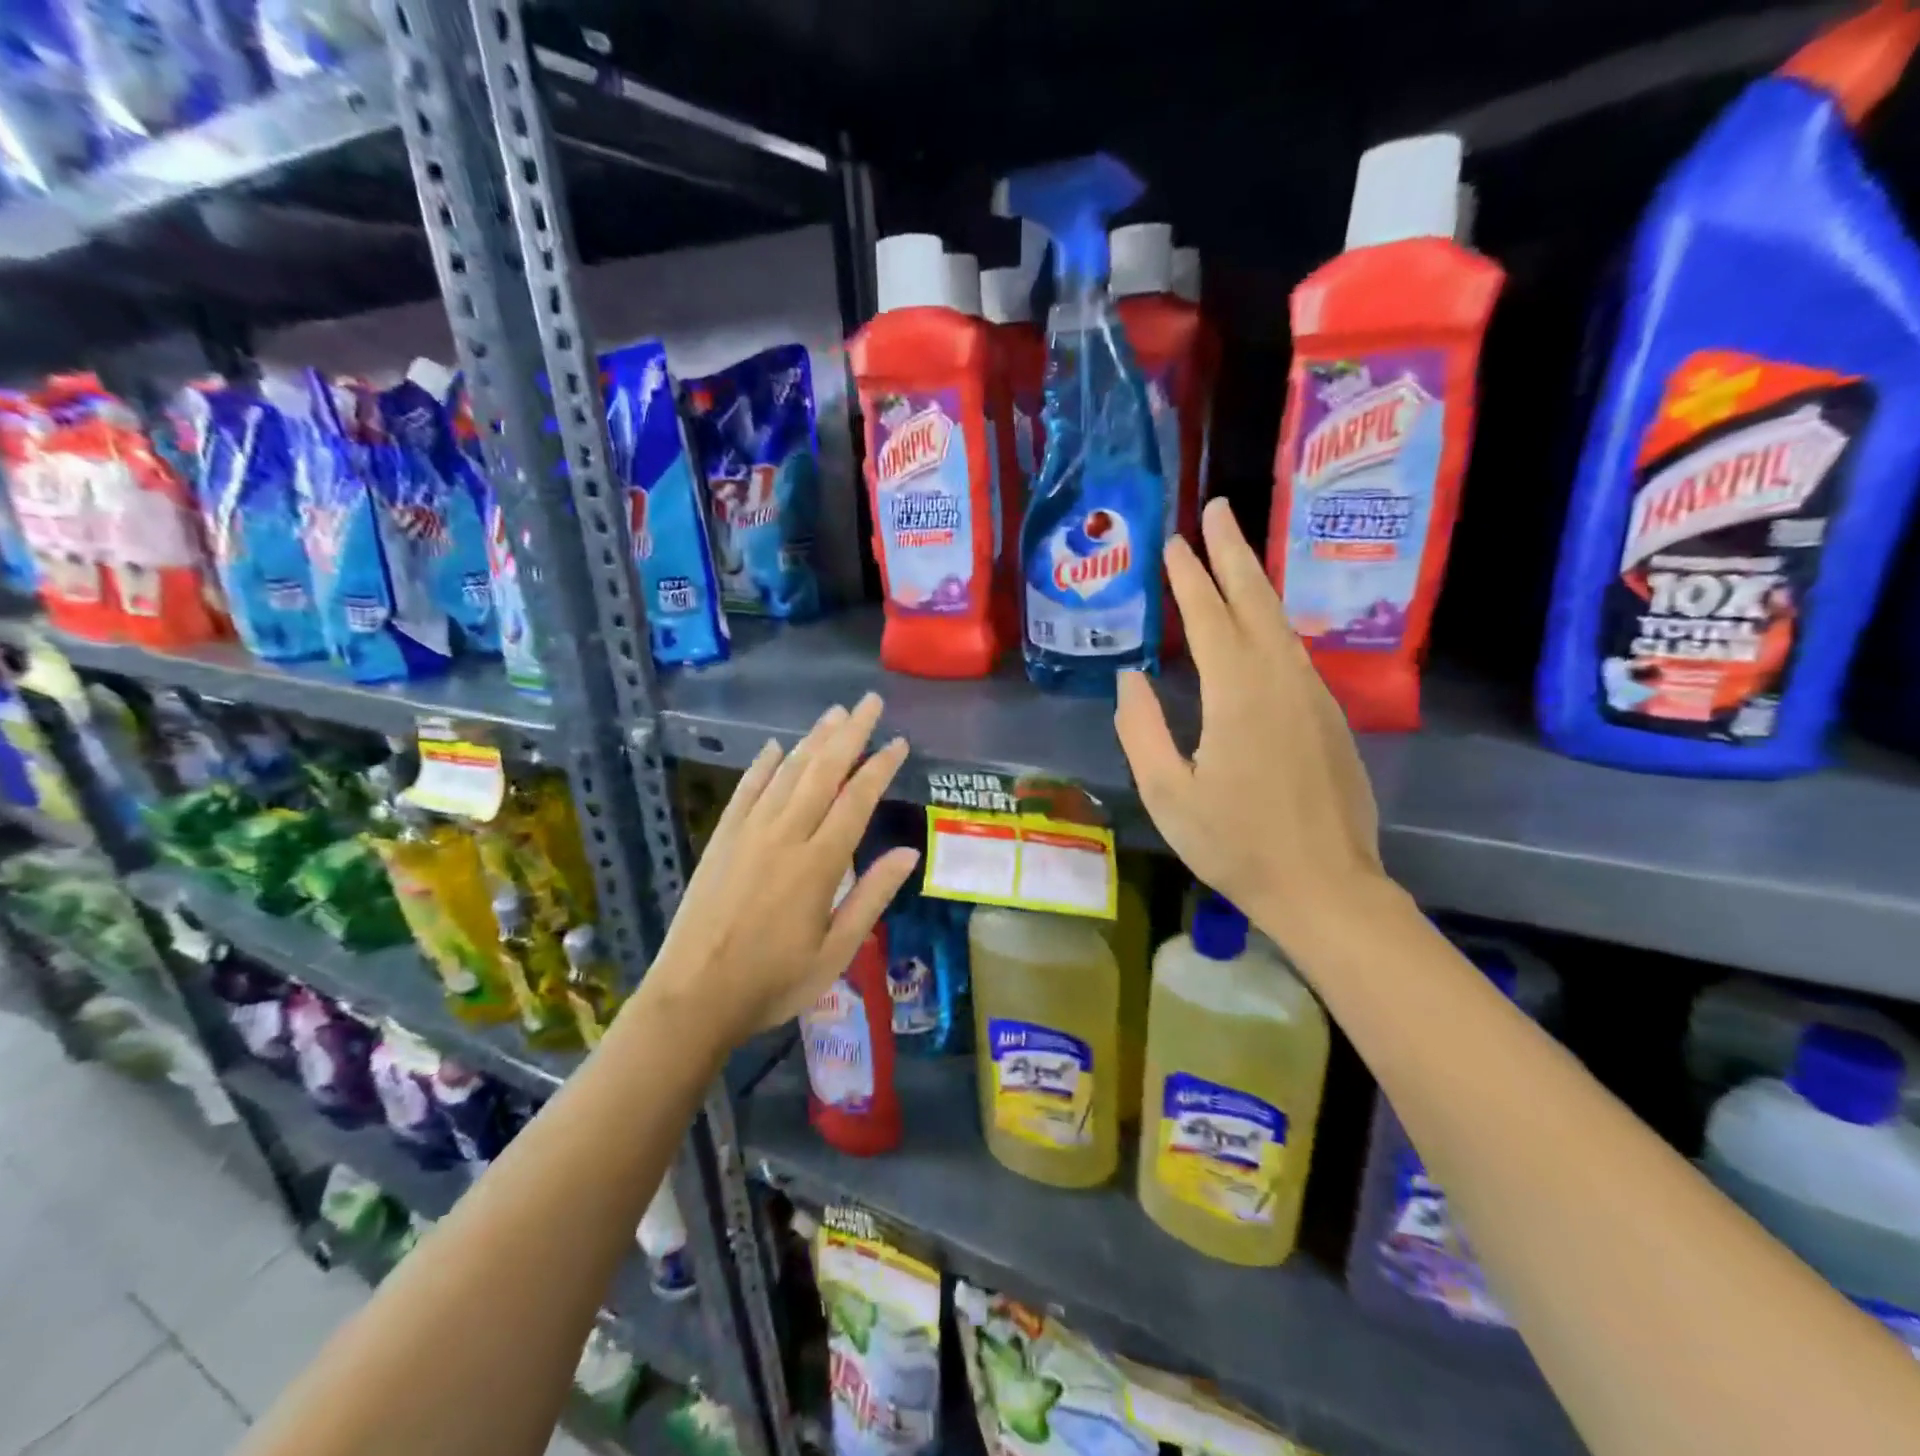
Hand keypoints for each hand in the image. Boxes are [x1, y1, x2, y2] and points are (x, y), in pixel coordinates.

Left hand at [645, 693, 919, 1048]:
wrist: (693, 997)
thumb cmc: (773, 981)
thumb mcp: (837, 952)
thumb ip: (872, 897)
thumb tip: (909, 853)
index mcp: (818, 864)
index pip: (856, 801)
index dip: (879, 767)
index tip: (898, 742)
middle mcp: (784, 836)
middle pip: (822, 772)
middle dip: (849, 733)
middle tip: (869, 702)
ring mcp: (748, 833)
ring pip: (786, 773)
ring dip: (812, 740)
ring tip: (835, 713)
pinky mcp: (721, 839)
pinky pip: (745, 790)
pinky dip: (761, 765)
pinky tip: (774, 746)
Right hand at [1115, 496, 1386, 949]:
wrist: (1326, 887)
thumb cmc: (1235, 845)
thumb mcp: (1168, 793)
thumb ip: (1141, 729)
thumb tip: (1130, 677)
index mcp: (1238, 694)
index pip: (1209, 616)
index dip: (1189, 576)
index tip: (1173, 541)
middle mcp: (1281, 680)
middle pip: (1255, 600)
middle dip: (1233, 552)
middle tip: (1219, 510)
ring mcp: (1313, 696)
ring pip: (1280, 623)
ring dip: (1255, 582)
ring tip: (1235, 554)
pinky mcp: (1329, 717)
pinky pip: (1294, 653)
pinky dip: (1271, 623)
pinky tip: (1260, 626)